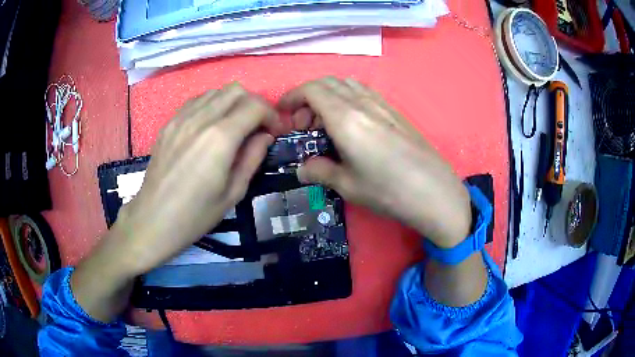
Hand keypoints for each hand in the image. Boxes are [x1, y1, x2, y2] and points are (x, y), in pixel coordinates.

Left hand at [109, 83, 283, 275]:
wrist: (154, 219)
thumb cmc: (196, 214)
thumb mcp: (233, 193)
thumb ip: (252, 158)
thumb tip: (264, 136)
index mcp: (220, 138)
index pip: (255, 106)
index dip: (271, 115)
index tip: (274, 131)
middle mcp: (201, 119)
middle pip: (236, 90)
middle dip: (253, 104)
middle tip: (256, 127)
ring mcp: (181, 118)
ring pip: (216, 91)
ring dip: (232, 103)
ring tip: (233, 125)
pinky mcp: (169, 123)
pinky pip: (196, 101)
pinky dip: (211, 106)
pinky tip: (210, 126)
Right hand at [279, 77, 471, 247]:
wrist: (434, 192)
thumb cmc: (388, 190)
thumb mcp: (347, 185)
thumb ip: (320, 171)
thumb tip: (302, 170)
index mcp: (345, 117)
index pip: (311, 90)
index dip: (292, 97)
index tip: (283, 114)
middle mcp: (362, 103)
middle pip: (327, 82)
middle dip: (307, 97)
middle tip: (304, 125)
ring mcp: (381, 104)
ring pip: (346, 84)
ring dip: (328, 96)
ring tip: (326, 124)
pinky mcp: (394, 111)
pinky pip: (363, 93)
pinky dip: (347, 99)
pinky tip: (351, 124)